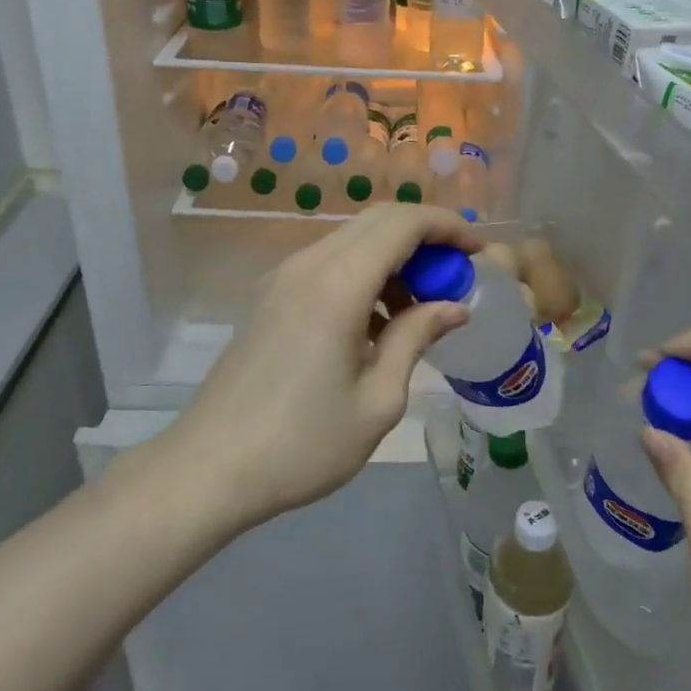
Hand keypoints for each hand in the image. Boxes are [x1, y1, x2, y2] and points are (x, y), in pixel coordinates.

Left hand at [167, 204, 480, 528]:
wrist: (210, 468)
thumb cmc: (303, 443)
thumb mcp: (378, 400)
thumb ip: (416, 338)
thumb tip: (453, 307)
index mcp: (338, 284)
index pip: (403, 223)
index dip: (448, 228)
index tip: (479, 253)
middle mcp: (308, 265)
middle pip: (377, 221)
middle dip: (425, 238)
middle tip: (456, 277)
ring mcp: (283, 278)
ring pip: (352, 241)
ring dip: (393, 259)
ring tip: (421, 311)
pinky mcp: (271, 297)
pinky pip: (329, 265)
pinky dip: (364, 275)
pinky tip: (378, 325)